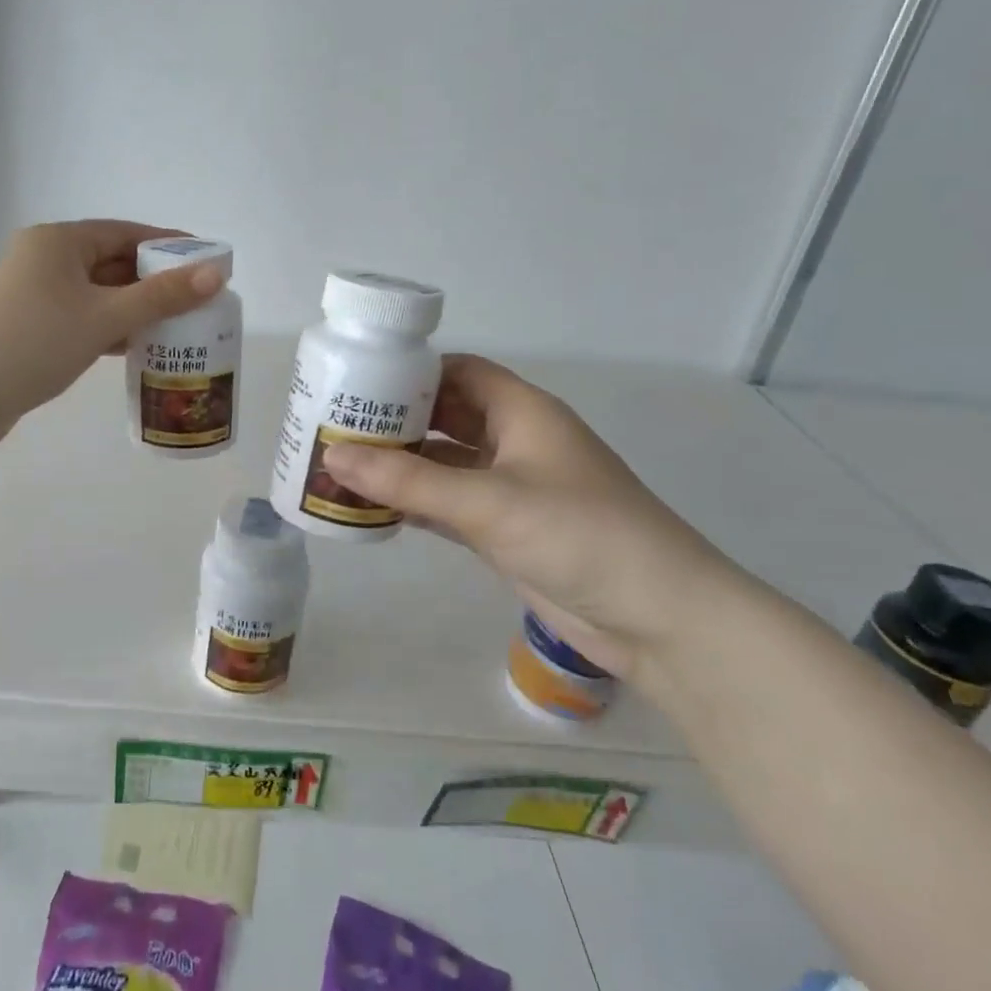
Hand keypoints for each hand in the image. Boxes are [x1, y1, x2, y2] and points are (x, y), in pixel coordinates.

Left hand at [0, 219, 225, 443]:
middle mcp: (45, 260)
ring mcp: (36, 295)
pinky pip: (84, 317)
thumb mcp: (103, 317)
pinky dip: (111, 327)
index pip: (126, 233)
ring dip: (135, 308)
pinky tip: (139, 345)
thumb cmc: (34, 343)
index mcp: (59, 242)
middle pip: (113, 263)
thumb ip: (161, 296)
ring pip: (99, 294)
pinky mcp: (32, 327)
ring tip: (179, 324)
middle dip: (155, 281)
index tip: (207, 262)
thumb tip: (215, 273)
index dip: (169, 246)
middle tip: (199, 299)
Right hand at [320, 355, 742, 678]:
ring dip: (399, 466)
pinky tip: (370, 508)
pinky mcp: (505, 531)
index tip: (357, 380)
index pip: (459, 372)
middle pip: (445, 417)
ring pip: (443, 465)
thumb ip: (407, 482)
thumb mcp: (488, 502)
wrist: (658, 619)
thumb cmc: (579, 534)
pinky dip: (413, 505)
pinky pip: (447, 506)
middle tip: (334, 426)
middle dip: (395, 420)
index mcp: (522, 412)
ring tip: (339, 465)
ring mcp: (510, 489)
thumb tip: (332, 456)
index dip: (411, 371)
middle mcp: (515, 442)